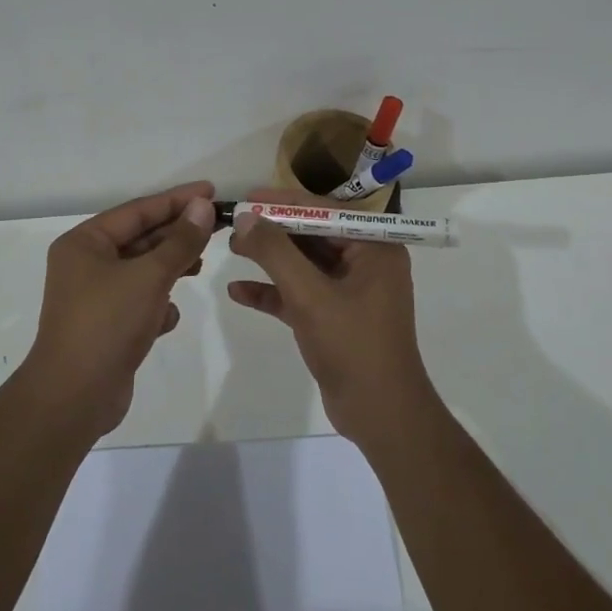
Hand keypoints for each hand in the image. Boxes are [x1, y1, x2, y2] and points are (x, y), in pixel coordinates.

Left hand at [25, 181, 216, 439]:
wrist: (73, 397)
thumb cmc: (107, 324)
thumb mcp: (150, 276)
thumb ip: (180, 241)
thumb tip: (202, 206)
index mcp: (85, 243)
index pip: (138, 210)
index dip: (177, 199)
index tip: (211, 191)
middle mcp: (86, 264)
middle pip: (140, 238)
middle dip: (177, 234)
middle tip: (217, 226)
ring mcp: (95, 297)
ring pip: (142, 271)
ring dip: (170, 268)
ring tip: (200, 265)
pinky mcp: (106, 326)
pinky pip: (138, 302)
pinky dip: (157, 305)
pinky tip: (168, 318)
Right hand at [226, 186, 437, 446]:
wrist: (380, 414)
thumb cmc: (352, 345)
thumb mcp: (309, 294)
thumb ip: (275, 252)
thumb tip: (246, 217)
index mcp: (375, 248)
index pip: (325, 211)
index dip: (284, 202)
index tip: (248, 196)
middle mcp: (366, 263)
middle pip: (313, 236)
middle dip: (273, 231)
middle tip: (234, 223)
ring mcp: (352, 292)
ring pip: (305, 265)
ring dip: (270, 259)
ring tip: (231, 249)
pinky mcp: (335, 318)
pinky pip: (301, 295)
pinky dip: (273, 292)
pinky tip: (238, 292)